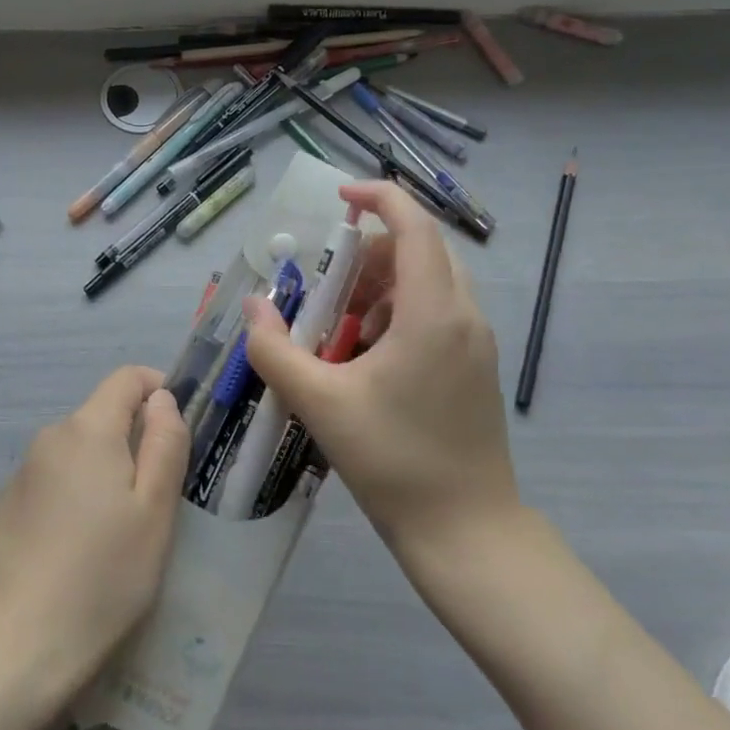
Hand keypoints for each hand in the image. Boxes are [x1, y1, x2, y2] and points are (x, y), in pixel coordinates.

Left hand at [0, 367, 189, 693]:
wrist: (17, 645)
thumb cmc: (103, 575)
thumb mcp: (154, 510)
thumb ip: (165, 443)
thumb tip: (162, 400)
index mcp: (88, 428)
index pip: (127, 378)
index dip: (159, 390)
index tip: (181, 430)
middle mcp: (51, 436)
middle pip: (103, 415)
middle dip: (136, 440)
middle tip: (161, 496)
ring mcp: (24, 471)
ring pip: (81, 450)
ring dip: (108, 470)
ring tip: (125, 530)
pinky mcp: (9, 505)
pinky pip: (56, 479)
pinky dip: (79, 494)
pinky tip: (84, 548)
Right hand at [242, 180, 517, 553]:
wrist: (466, 532)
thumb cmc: (394, 462)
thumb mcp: (320, 403)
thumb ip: (275, 349)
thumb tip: (254, 307)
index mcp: (433, 313)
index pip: (413, 226)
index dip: (378, 197)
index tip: (339, 197)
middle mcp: (464, 315)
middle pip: (422, 249)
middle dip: (371, 250)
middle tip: (328, 280)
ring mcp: (476, 341)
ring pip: (430, 280)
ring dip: (383, 282)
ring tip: (341, 322)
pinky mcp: (475, 365)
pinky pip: (437, 310)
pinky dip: (399, 309)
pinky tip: (367, 354)